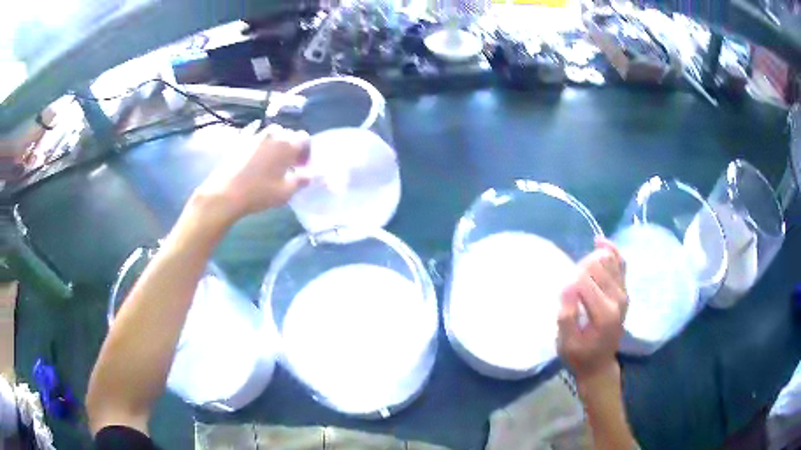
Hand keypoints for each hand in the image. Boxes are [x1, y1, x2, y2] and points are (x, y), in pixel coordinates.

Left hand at [194, 123, 309, 223]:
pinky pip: (255, 136)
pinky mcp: (241, 140)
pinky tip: (255, 157)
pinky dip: (259, 144)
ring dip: (275, 144)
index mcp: (287, 144)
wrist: (225, 193)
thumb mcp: (286, 192)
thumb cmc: (259, 193)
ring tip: (271, 161)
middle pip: (288, 134)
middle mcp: (273, 134)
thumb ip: (301, 180)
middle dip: (291, 147)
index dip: (306, 152)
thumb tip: (310, 174)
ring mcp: (255, 135)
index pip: (305, 139)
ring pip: (272, 134)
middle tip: (288, 165)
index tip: (302, 167)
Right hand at [557, 237, 627, 384]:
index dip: (569, 281)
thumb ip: (567, 316)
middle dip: (579, 269)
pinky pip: (620, 262)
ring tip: (580, 273)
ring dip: (591, 259)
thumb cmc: (579, 355)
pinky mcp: (625, 290)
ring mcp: (624, 293)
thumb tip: (568, 286)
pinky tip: (599, 242)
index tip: (563, 294)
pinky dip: (610, 250)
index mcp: (604, 313)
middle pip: (597, 265)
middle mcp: (618, 299)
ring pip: (609, 259)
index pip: (585, 280)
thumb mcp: (565, 343)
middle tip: (570, 288)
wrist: (600, 364)